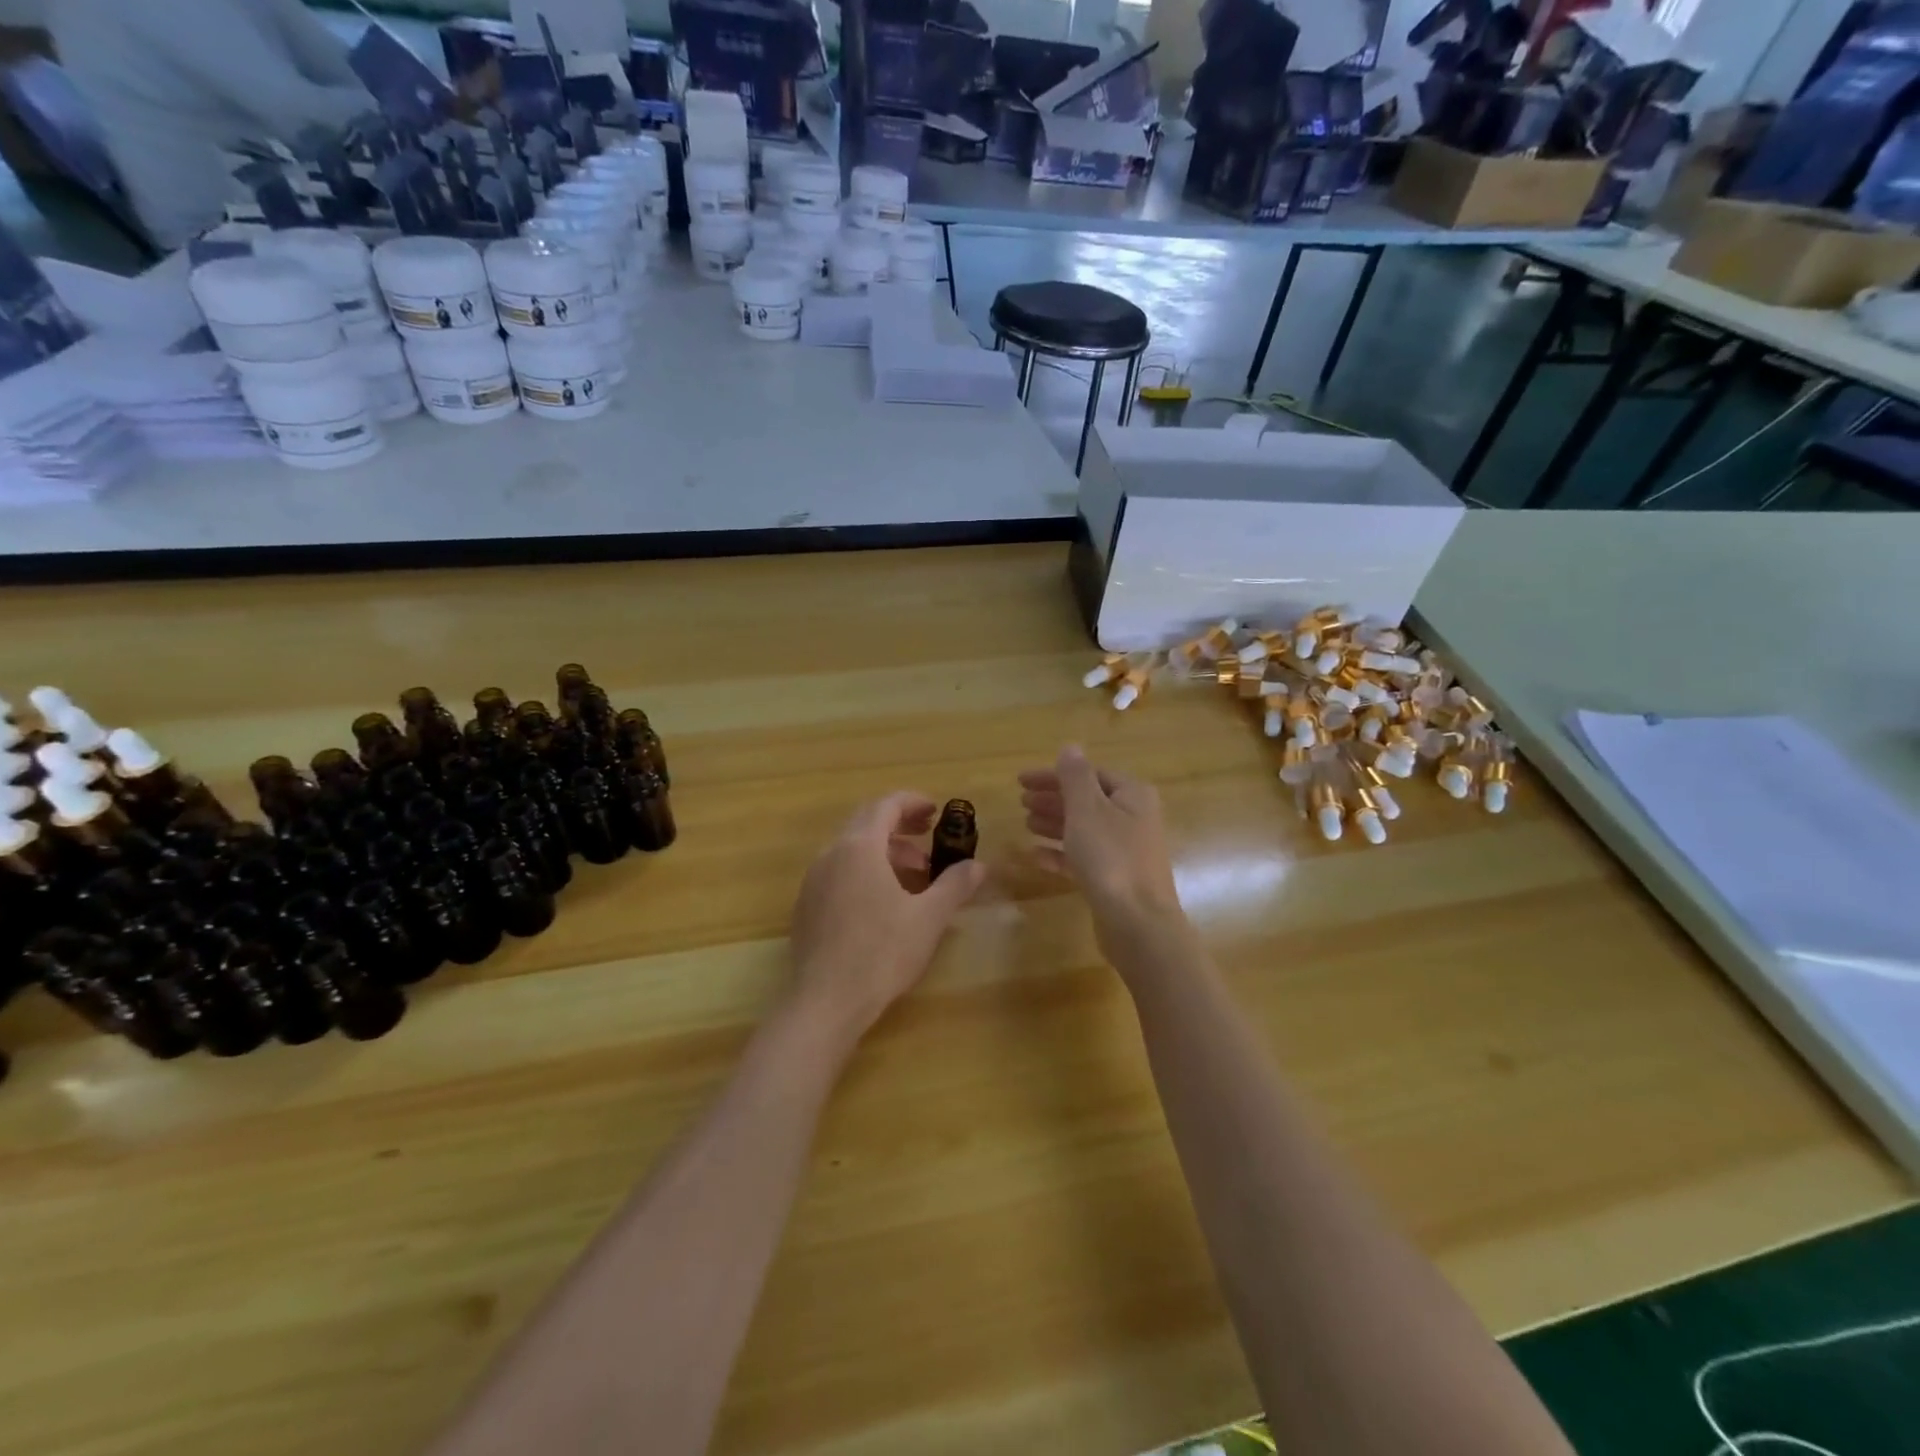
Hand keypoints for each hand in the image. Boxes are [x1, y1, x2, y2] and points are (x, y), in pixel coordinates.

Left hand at [787, 792, 986, 1039]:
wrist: (825, 1002)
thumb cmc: (881, 953)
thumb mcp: (928, 918)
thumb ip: (954, 885)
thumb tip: (978, 865)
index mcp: (859, 847)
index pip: (886, 806)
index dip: (913, 803)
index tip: (936, 812)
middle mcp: (830, 854)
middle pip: (866, 823)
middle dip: (900, 826)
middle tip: (929, 838)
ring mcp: (813, 880)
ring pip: (852, 850)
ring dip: (885, 852)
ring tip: (915, 876)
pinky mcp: (806, 906)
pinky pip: (839, 872)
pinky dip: (865, 871)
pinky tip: (885, 902)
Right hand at [1019, 746, 1187, 953]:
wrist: (1138, 924)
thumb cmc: (1111, 859)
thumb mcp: (1087, 810)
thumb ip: (1075, 777)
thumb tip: (1070, 747)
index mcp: (1131, 795)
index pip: (1089, 774)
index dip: (1054, 775)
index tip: (1020, 780)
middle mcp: (1133, 819)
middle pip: (1087, 801)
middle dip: (1053, 799)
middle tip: (1020, 801)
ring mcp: (1126, 851)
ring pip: (1085, 829)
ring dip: (1055, 824)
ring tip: (1025, 824)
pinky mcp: (1116, 880)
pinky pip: (1084, 858)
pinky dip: (1061, 854)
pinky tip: (1036, 857)